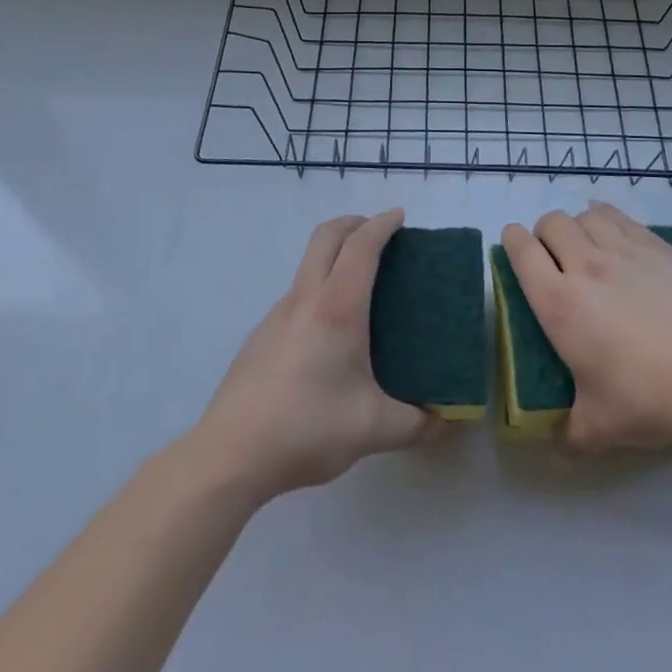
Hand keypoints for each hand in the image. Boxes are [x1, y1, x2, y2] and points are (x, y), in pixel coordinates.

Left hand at [192, 209, 437, 501]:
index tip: (399, 216)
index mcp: (338, 307)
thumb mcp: (372, 430)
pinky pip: (296, 294)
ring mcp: (277, 314)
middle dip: (354, 223)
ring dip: (333, 255)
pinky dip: (318, 287)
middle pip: (327, 236)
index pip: (361, 245)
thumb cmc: (307, 428)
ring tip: (359, 285)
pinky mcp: (261, 335)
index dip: (381, 224)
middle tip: (378, 233)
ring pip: (308, 263)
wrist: (230, 454)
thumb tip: (442, 421)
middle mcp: (306, 298)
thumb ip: (415, 424)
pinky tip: (328, 332)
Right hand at [502, 203, 671, 451]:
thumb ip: (570, 434)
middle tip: (554, 259)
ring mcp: (623, 250)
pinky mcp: (657, 246)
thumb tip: (558, 444)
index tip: (514, 249)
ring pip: (585, 215)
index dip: (512, 242)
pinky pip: (620, 217)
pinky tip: (615, 238)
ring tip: (588, 248)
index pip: (521, 250)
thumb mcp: (599, 428)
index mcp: (559, 303)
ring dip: (578, 226)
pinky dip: (608, 220)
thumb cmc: (648, 398)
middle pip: (551, 223)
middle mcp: (585, 266)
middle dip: (545, 234)